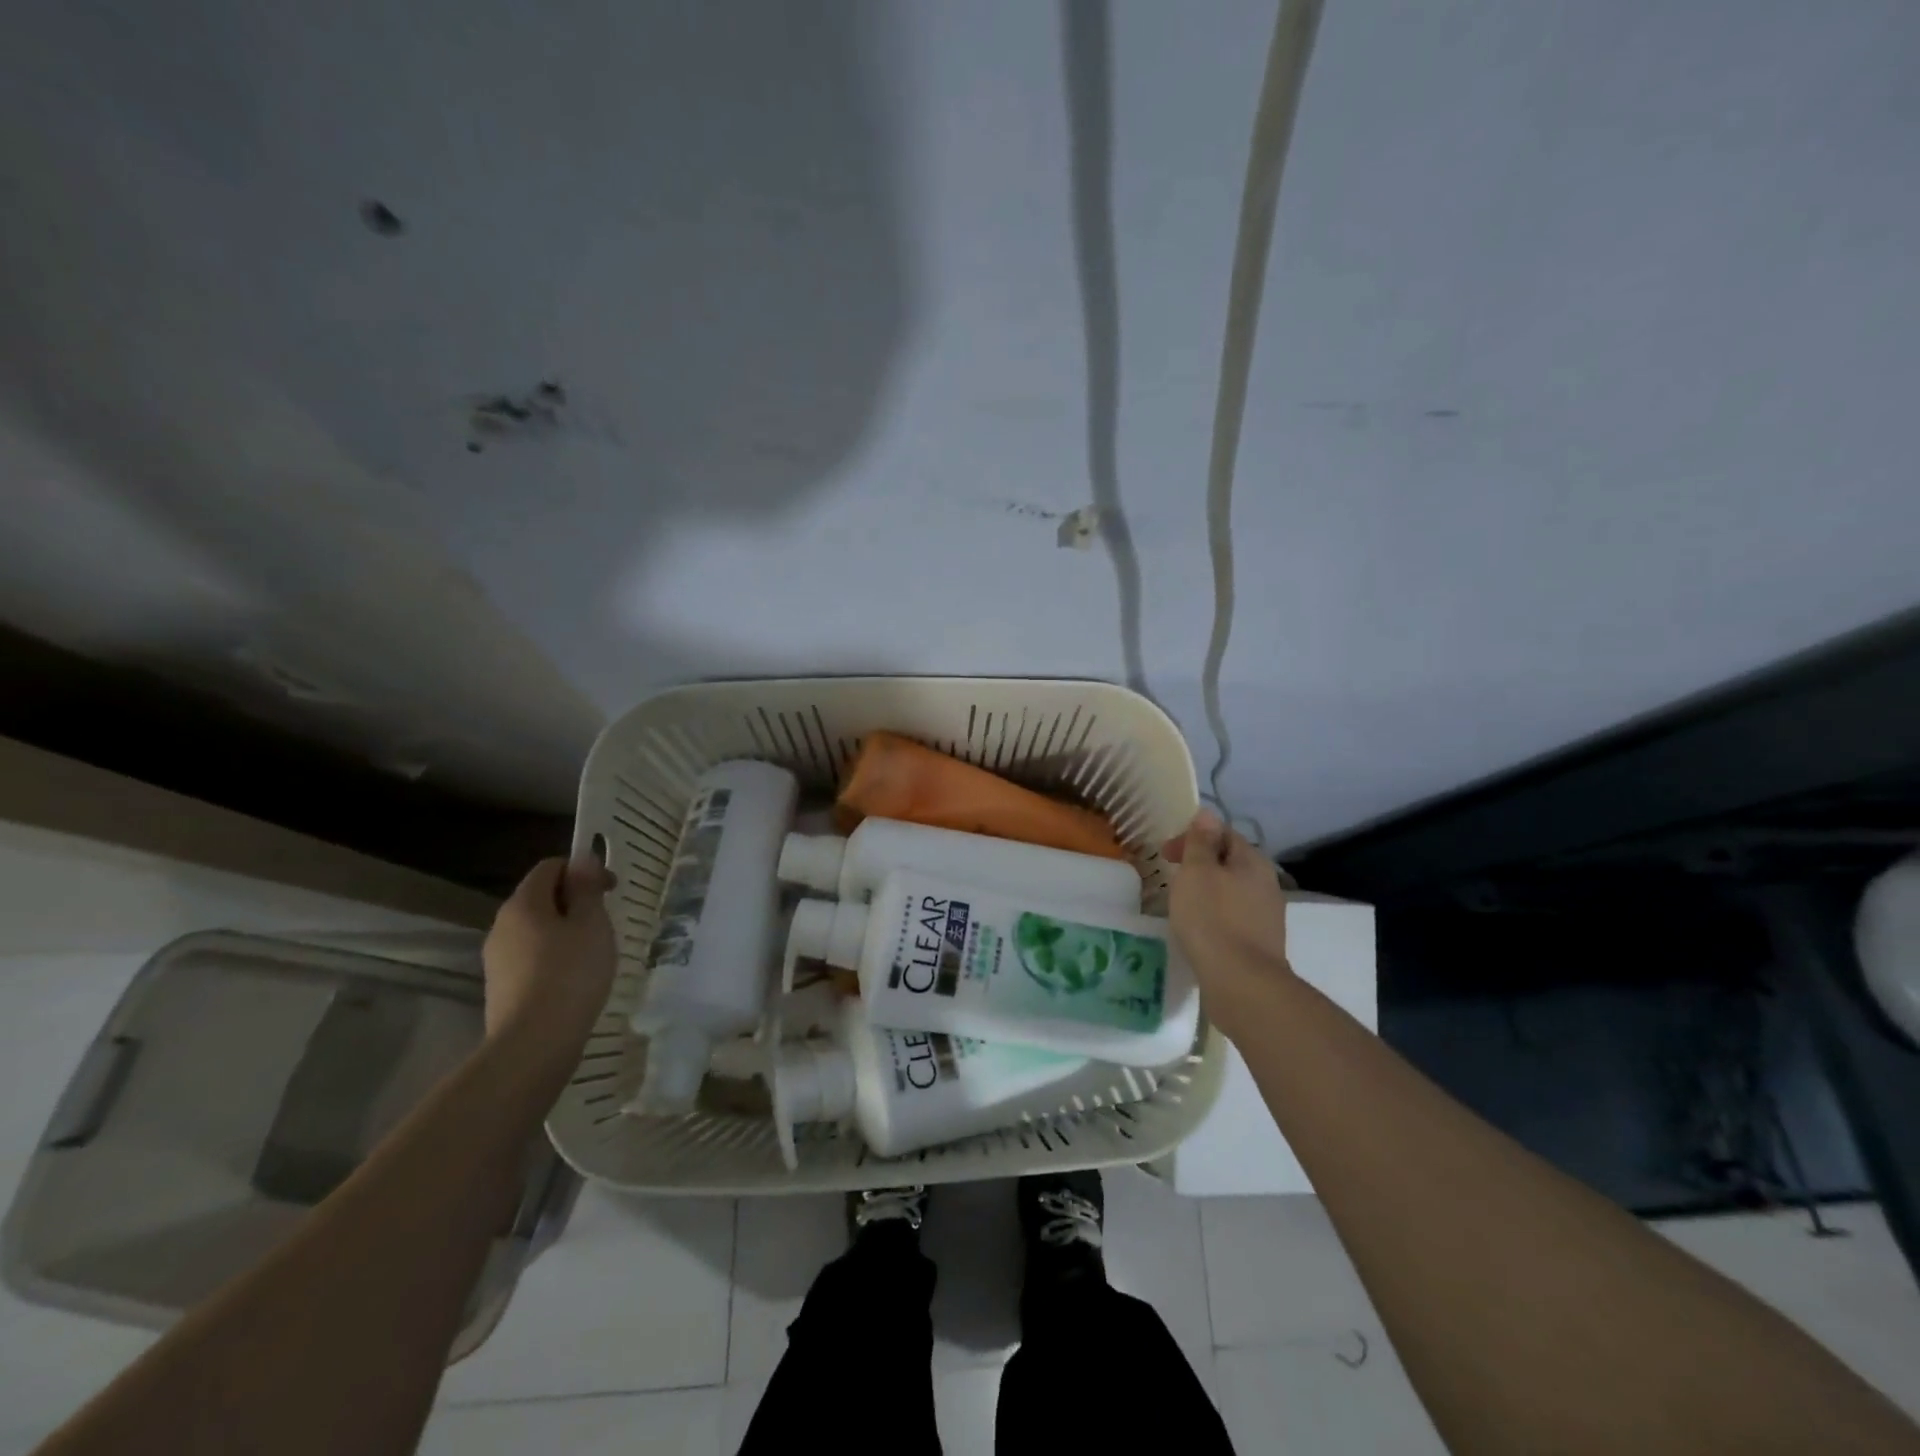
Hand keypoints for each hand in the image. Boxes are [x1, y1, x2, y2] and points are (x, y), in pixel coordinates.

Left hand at [481, 857, 616, 1082]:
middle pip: (540, 898)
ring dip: (565, 930)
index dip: (582, 869)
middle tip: (606, 920)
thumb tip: (582, 861)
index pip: (550, 867)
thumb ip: (587, 889)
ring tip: (594, 951)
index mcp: (523, 904)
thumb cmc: (571, 973)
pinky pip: (531, 957)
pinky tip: (574, 978)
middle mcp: (502, 926)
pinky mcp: (501, 987)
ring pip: (536, 930)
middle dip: (574, 901)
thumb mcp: (591, 924)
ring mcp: (497, 959)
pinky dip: (554, 957)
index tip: (611, 889)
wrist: (534, 1043)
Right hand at [1163, 809, 1293, 1041]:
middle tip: (1171, 877)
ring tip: (1180, 904)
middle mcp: (1266, 884)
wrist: (1241, 983)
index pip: (1223, 833)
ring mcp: (1266, 915)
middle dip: (1199, 865)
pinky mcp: (1260, 943)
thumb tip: (1207, 813)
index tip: (1165, 854)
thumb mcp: (1197, 872)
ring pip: (1231, 891)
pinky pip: (1232, 917)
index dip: (1192, 837)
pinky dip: (1213, 916)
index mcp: (1252, 862)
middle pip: (1229, 862)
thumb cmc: (1212, 919)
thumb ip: (1201, 842)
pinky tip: (1198, 930)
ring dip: (1206, 891)